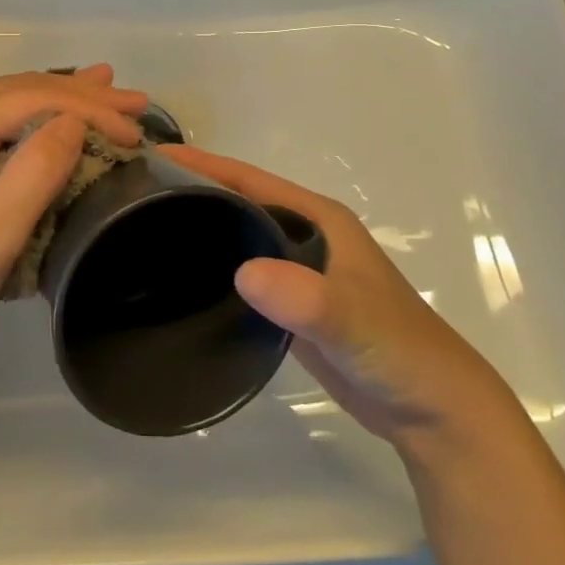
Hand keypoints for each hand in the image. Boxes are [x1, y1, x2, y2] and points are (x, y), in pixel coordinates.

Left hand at [0, 66, 148, 366]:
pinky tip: (55, 114)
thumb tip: (74, 122)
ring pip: (5, 104)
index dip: (88, 111)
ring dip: (59, 100)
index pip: (29, 99)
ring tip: (107, 88)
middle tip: (137, 103)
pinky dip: (31, 119)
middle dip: (81, 96)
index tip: (137, 134)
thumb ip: (37, 170)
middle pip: (18, 93)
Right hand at [163, 146, 510, 447]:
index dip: (204, 164)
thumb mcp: (353, 320)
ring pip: (238, 238)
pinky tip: (180, 280)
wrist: (431, 410)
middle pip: (238, 203)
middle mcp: (305, 236)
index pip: (250, 179)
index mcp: (318, 219)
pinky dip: (213, 270)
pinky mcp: (290, 306)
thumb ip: (307, 297)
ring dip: (200, 230)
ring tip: (143, 229)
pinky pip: (243, 276)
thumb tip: (243, 273)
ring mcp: (297, 272)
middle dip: (192, 192)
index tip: (152, 154)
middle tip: (133, 193)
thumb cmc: (398, 350)